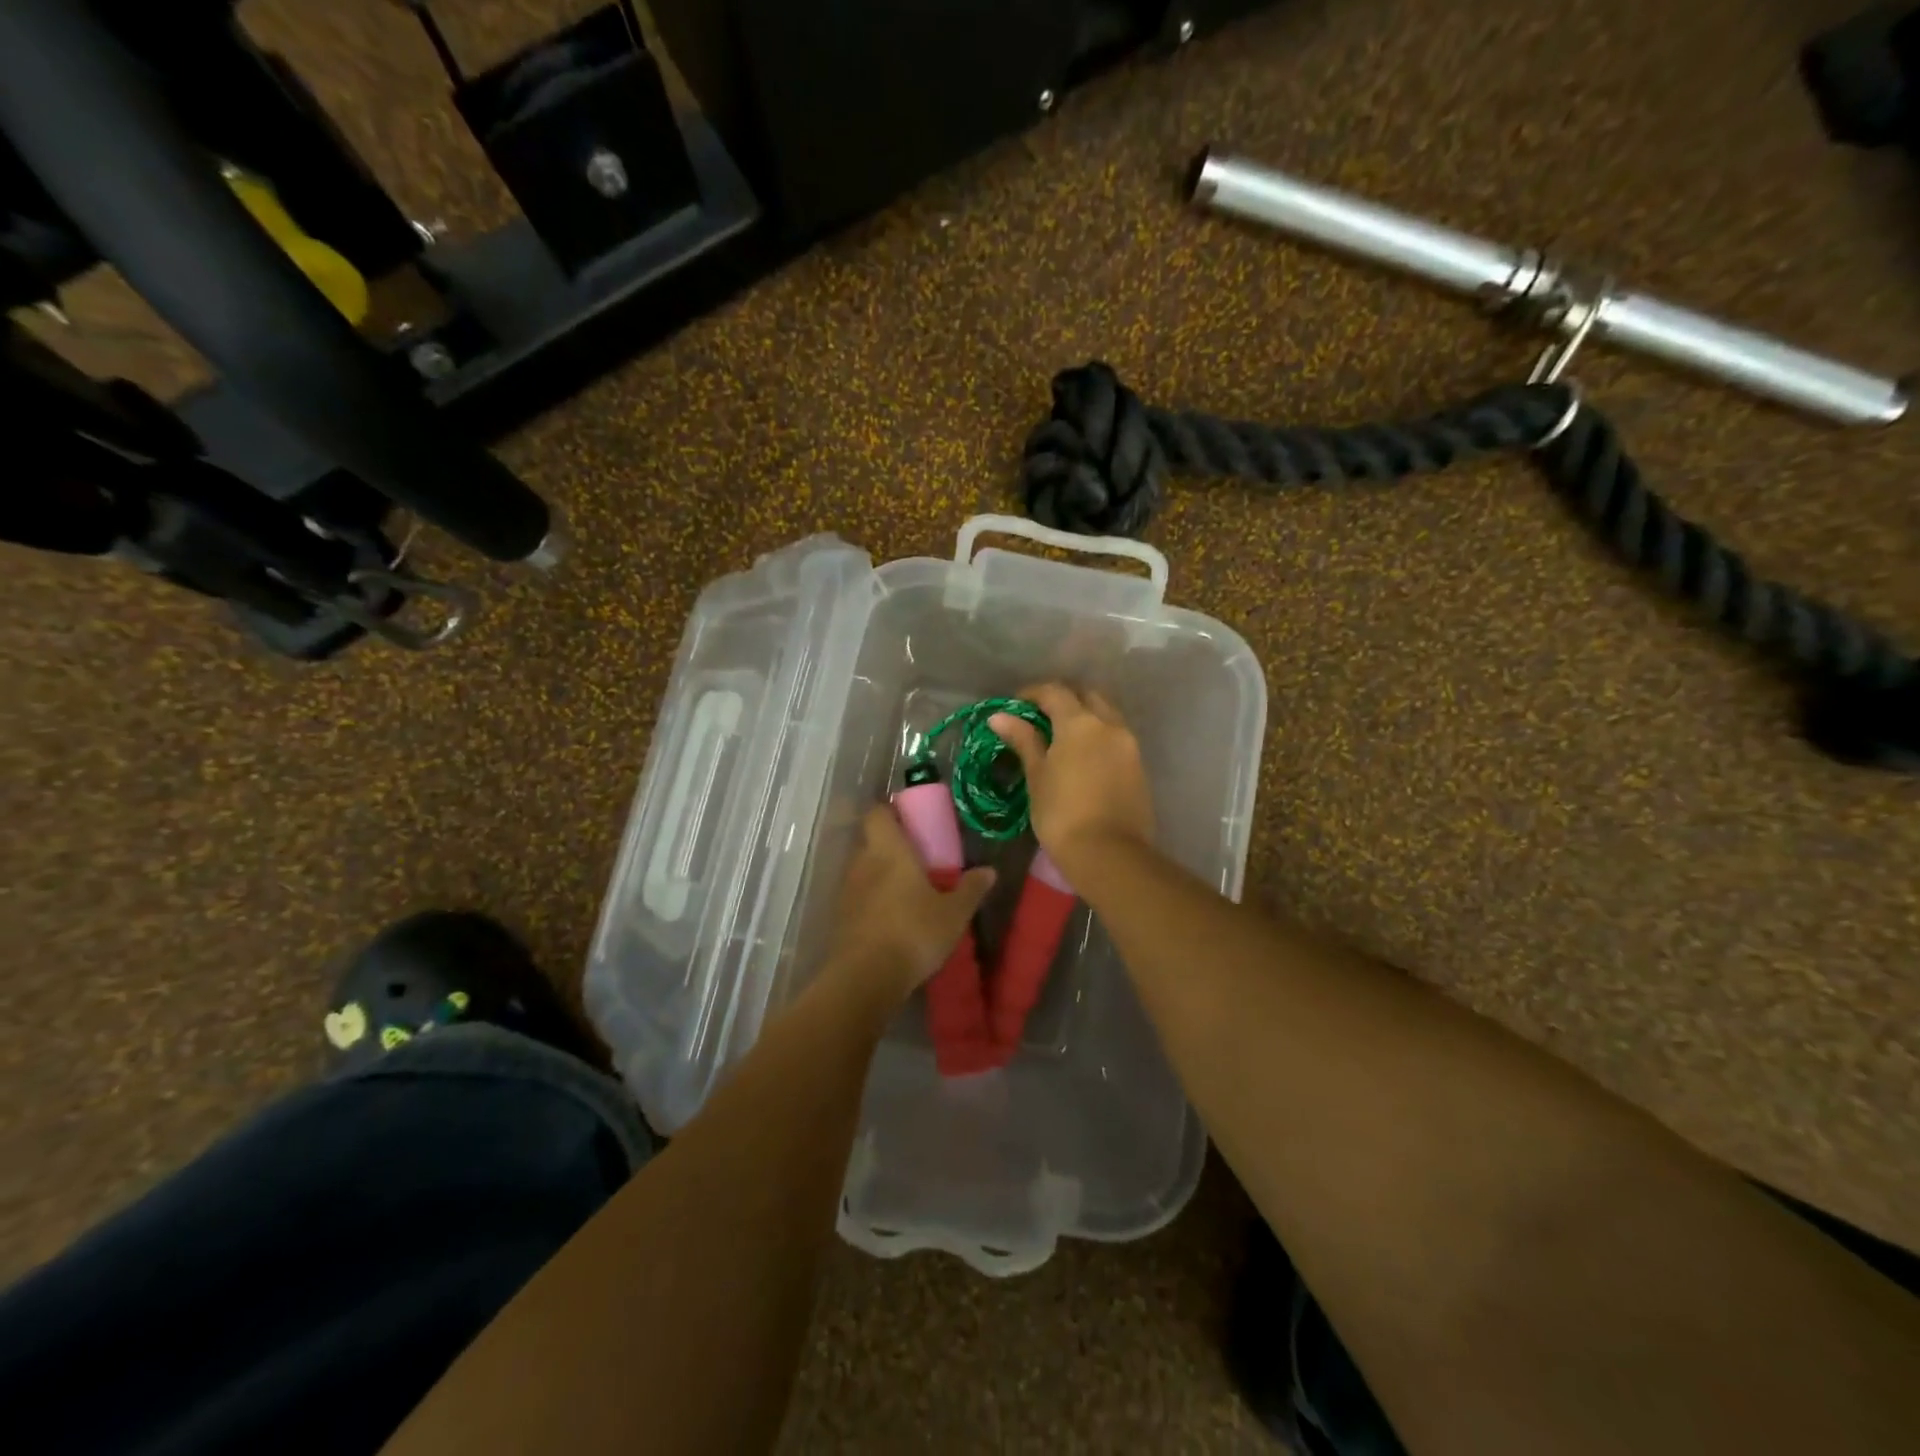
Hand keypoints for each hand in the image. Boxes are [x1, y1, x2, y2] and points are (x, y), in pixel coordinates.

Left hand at [822, 806, 994, 1005]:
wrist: (865, 977)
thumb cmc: (913, 932)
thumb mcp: (953, 913)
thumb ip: (970, 889)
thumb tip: (989, 871)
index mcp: (889, 850)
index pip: (877, 813)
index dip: (890, 811)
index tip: (908, 819)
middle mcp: (862, 862)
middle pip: (869, 840)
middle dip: (889, 845)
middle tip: (915, 858)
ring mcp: (847, 890)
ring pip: (862, 870)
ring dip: (879, 875)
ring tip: (905, 891)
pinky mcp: (839, 918)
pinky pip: (856, 897)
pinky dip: (870, 901)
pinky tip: (890, 918)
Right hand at [990, 683, 1154, 879]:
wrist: (1109, 854)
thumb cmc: (1062, 814)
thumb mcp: (1037, 776)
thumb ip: (1023, 740)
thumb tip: (1000, 717)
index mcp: (1080, 723)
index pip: (1055, 692)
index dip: (1032, 694)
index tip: (1015, 707)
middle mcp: (1109, 725)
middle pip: (1086, 696)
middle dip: (1063, 700)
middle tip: (1040, 718)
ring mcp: (1129, 745)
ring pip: (1106, 715)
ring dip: (1084, 717)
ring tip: (1061, 739)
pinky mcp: (1139, 766)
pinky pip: (1116, 737)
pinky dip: (1098, 736)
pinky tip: (1082, 757)